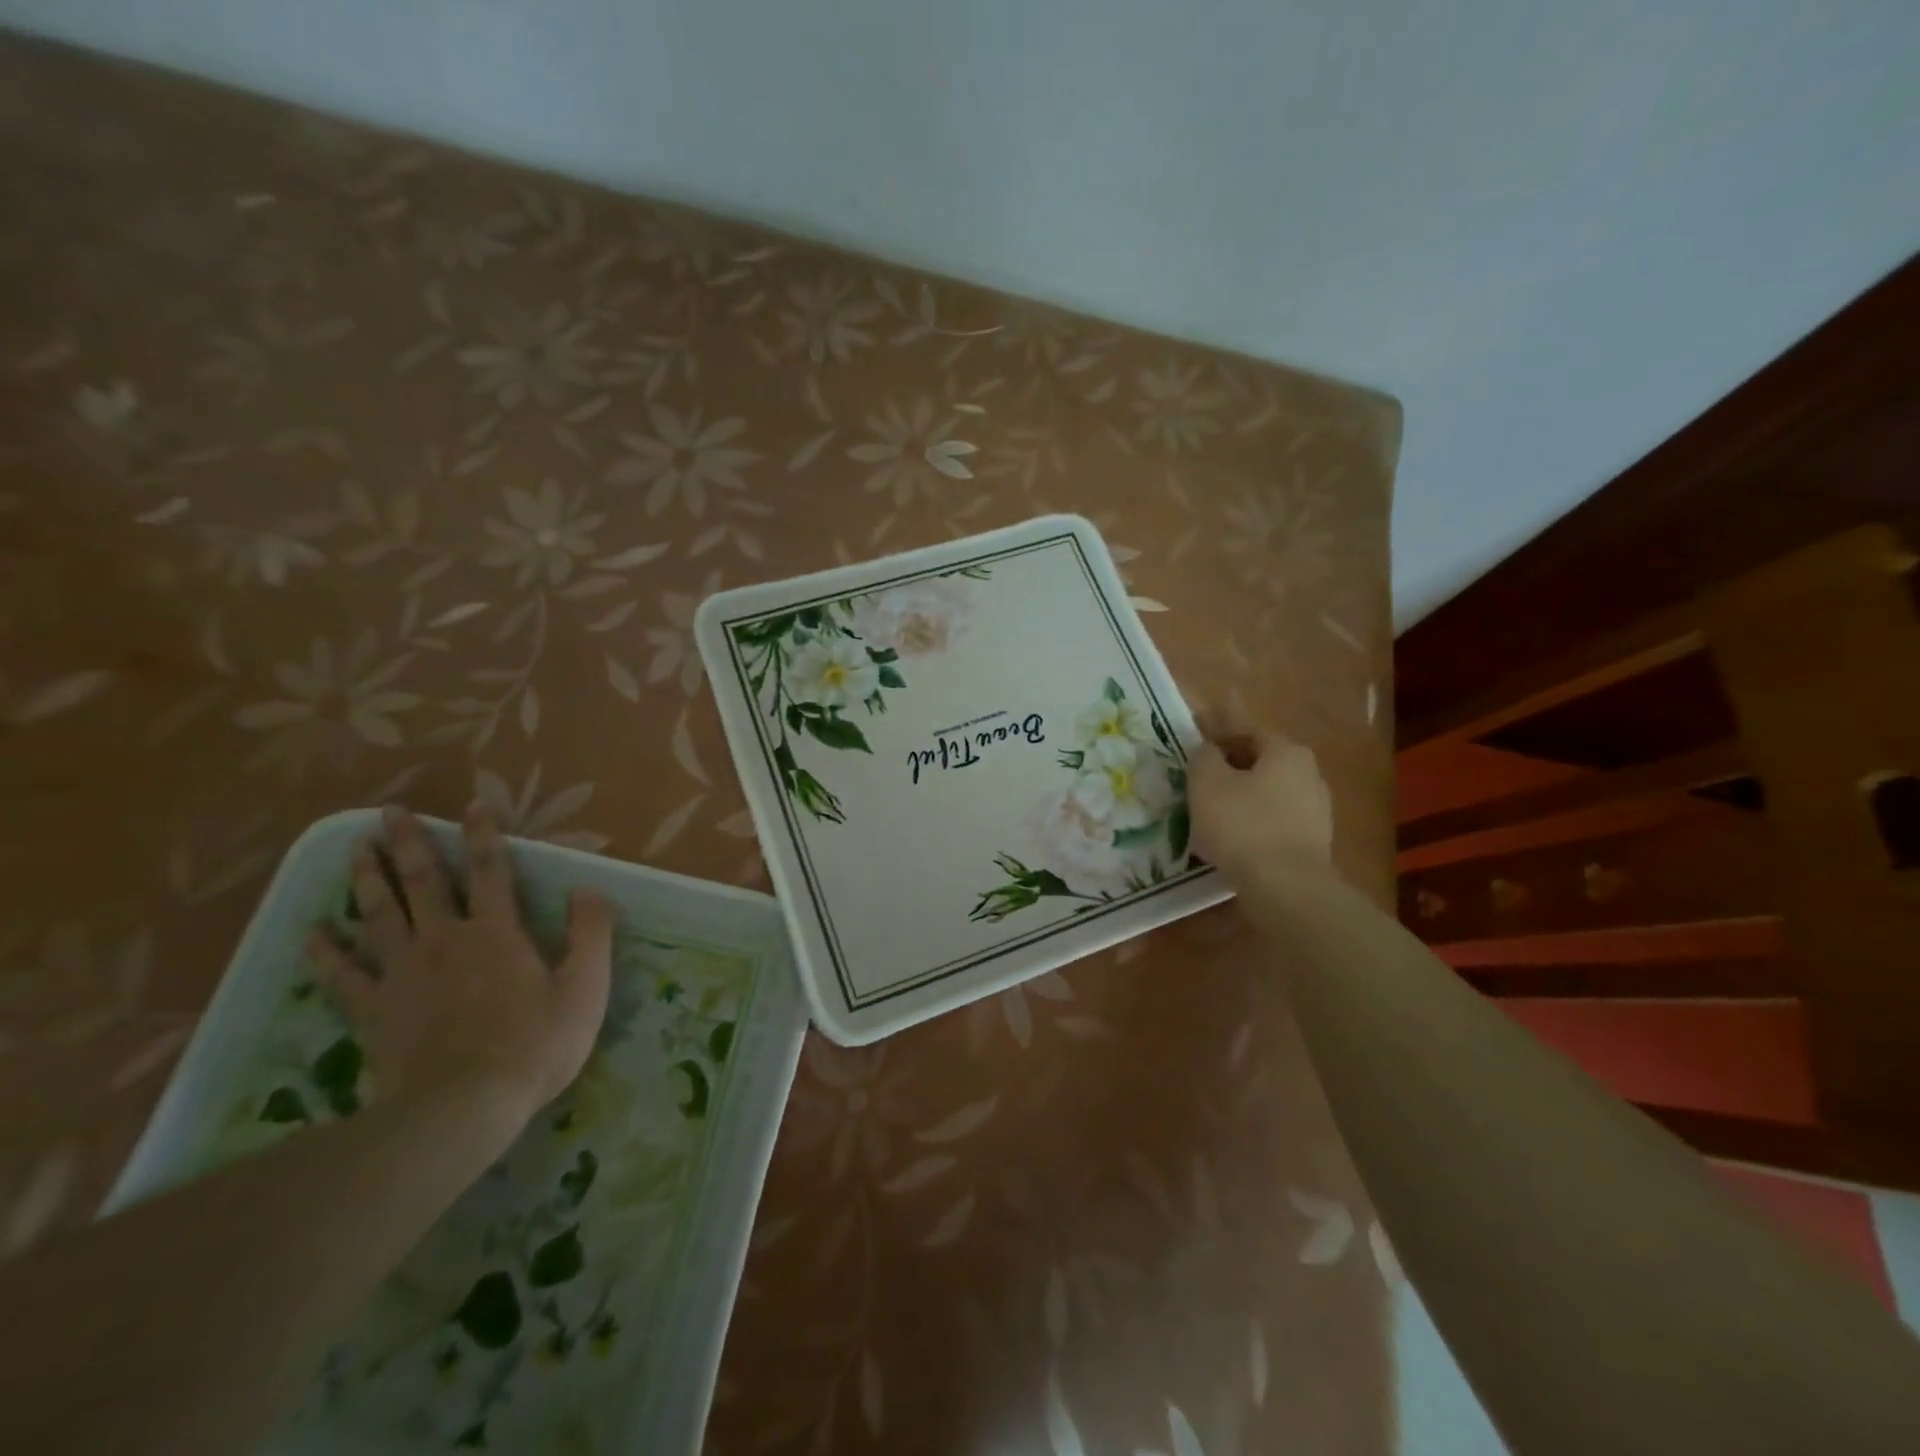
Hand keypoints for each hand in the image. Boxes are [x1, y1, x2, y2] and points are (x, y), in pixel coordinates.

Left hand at [308, 805, 612, 1119]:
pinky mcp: (375, 1011)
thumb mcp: (585, 986)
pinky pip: (343, 975)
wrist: (463, 1107)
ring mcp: (403, 975)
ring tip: (356, 848)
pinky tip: (312, 931)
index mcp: (497, 933)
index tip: (471, 805)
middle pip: (423, 883)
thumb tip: (588, 888)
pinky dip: (325, 951)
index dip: (483, 836)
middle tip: (389, 813)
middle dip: (408, 844)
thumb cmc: (536, 1044)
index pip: (490, 871)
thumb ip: (590, 932)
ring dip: (367, 879)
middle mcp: (445, 941)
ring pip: (379, 916)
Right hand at [1188, 712, 1334, 886]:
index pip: (1247, 730)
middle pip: (1259, 762)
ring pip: (1265, 794)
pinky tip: (1228, 837)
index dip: (1217, 729)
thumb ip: (1204, 757)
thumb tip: (1210, 751)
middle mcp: (1309, 775)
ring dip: (1239, 797)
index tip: (1195, 731)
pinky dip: (1249, 823)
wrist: (1286, 888)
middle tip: (1198, 774)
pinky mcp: (1311, 844)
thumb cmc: (1243, 824)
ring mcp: (1315, 812)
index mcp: (1287, 752)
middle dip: (1229, 765)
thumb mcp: (1207, 781)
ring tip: (1208, 810)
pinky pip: (1272, 823)